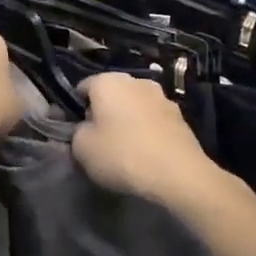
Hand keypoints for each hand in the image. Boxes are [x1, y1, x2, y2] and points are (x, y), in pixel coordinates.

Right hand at [70, 74, 221, 210]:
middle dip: (104, 113)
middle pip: (111, 95)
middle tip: (99, 141)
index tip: (75, 132)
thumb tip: (86, 128)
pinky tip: (146, 154)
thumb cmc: (122, 155)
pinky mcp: (180, 116)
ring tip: (125, 150)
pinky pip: (153, 120)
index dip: (75, 109)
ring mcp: (162, 96)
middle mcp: (136, 81)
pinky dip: (147, 131)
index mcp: (108, 81)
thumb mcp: (82, 148)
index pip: (82, 88)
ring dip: (127, 121)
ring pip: (134, 106)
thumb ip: (77, 132)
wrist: (178, 174)